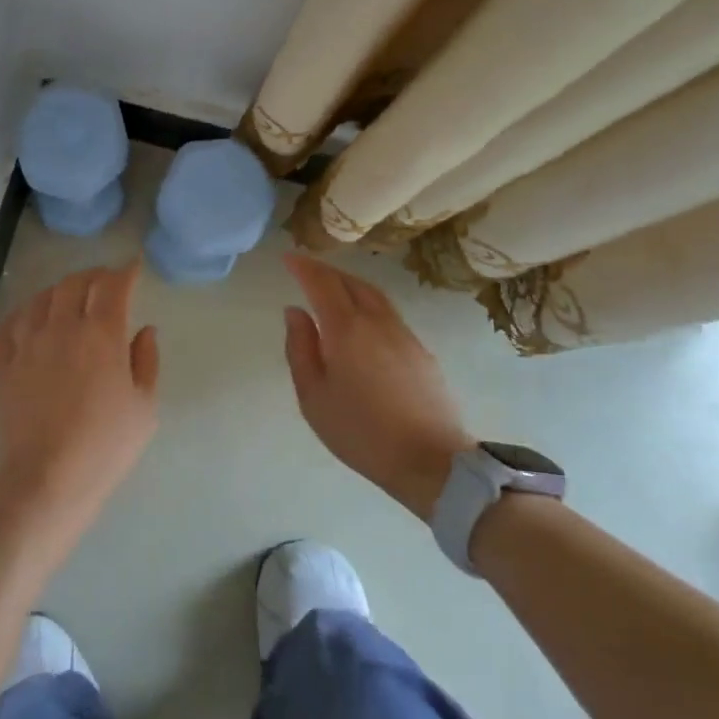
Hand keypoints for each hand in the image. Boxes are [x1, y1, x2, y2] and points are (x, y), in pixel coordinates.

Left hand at [0, 258, 160, 557]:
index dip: (125, 272)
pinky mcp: (5, 363)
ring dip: (61, 290)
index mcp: (102, 335)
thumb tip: (145, 330)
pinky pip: (12, 324)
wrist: (46, 479)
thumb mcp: (144, 408)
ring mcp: (29, 344)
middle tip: (106, 282)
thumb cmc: (105, 447)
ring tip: (71, 296)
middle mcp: (63, 328)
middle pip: (75, 284)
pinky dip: (27, 312)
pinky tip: (33, 316)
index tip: (133, 268)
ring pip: (42, 298)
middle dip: (94, 276)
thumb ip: (146, 362)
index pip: (113, 287)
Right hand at [283, 254, 474, 520]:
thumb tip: (295, 312)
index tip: (287, 257)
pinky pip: (389, 313)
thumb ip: (300, 348)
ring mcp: (404, 334)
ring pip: (374, 294)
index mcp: (346, 329)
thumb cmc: (361, 432)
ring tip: (332, 288)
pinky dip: (368, 303)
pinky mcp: (421, 351)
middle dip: (326, 271)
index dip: (303, 267)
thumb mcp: (313, 396)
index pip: (322, 283)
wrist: (431, 461)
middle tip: (306, 269)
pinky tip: (362, 320)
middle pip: (350, 282)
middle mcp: (377, 321)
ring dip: (349, 283)